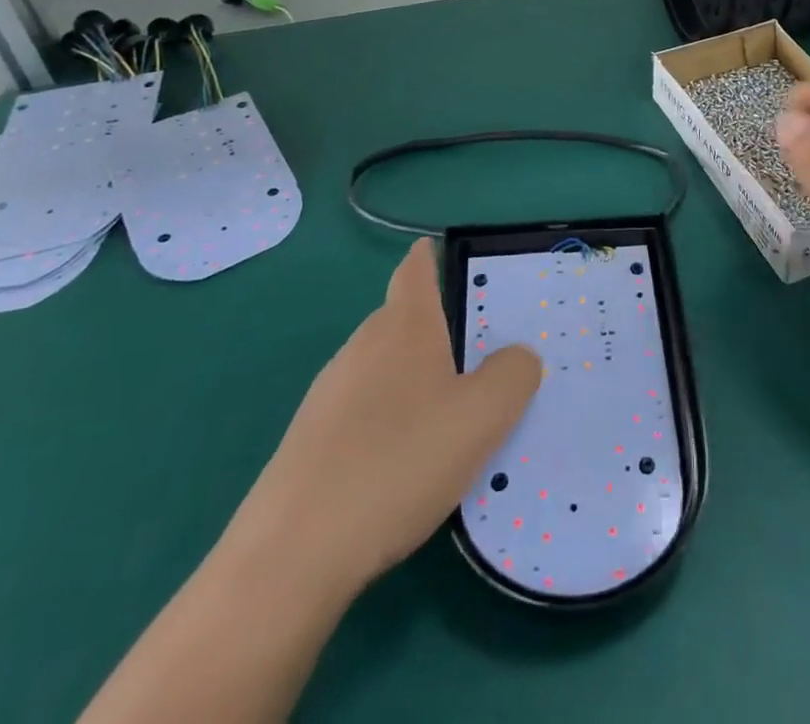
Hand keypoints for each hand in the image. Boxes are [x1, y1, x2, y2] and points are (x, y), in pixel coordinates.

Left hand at [238, 237, 540, 591]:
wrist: (293, 555)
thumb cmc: (399, 462)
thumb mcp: (483, 416)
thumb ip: (514, 374)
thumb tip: (517, 358)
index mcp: (404, 325)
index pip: (415, 269)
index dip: (431, 256)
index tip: (450, 257)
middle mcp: (363, 346)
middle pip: (404, 319)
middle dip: (439, 330)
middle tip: (482, 359)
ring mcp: (329, 393)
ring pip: (384, 367)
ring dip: (416, 380)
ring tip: (451, 420)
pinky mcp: (310, 440)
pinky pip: (364, 410)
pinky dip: (390, 420)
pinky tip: (406, 466)